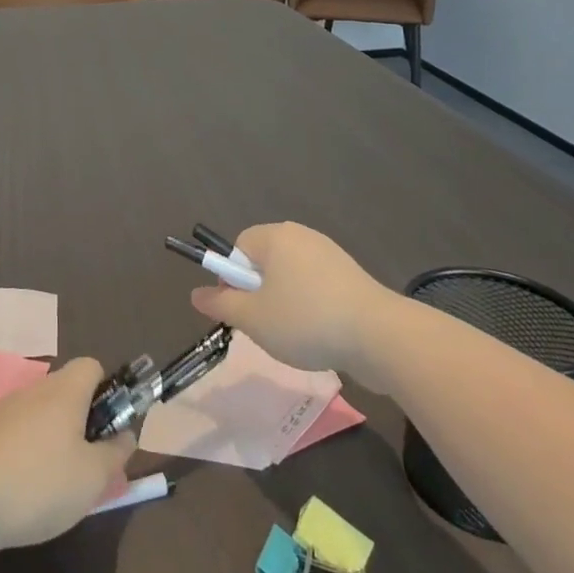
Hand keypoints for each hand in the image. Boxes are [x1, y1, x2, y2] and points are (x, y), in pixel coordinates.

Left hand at [0, 357, 136, 553]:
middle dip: (82, 426)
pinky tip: (21, 496)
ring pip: (42, 418)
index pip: (93, 367)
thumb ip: (115, 455)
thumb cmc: (37, 483)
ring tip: (55, 490)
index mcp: (65, 390)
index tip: (109, 430)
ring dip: (54, 444)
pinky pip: (17, 437)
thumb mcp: (91, 478)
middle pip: (68, 394)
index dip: (108, 392)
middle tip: (88, 469)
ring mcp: (5, 411)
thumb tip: (126, 435)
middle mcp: (35, 390)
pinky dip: (26, 459)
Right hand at [190, 222, 394, 382]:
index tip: (241, 308)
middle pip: (265, 261)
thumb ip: (221, 305)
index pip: (239, 246)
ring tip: (294, 336)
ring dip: (285, 303)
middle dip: (259, 292)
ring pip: (290, 277)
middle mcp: (302, 237)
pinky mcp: (351, 277)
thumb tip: (196, 294)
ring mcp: (330, 255)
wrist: (378, 335)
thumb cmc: (306, 320)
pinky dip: (311, 308)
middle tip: (264, 325)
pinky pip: (316, 287)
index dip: (233, 278)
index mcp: (276, 237)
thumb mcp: (253, 319)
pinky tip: (320, 335)